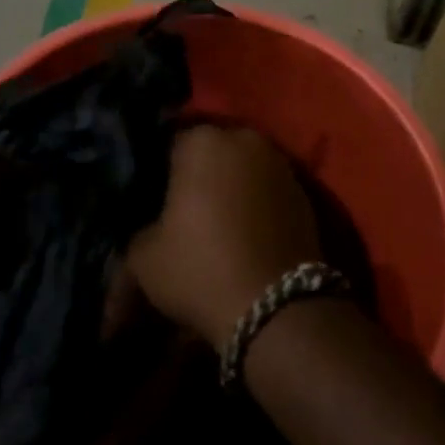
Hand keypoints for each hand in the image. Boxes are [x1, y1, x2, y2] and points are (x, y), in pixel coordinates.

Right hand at [126, 125, 322, 346]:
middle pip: (212, 153)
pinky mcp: (305, 193)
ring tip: (218, 226)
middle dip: (200, 177)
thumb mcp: (144, 258)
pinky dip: (257, 206)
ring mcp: (280, 164)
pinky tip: (246, 235)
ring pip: (243, 171)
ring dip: (231, 190)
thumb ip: (140, 233)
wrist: (275, 305)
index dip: (160, 174)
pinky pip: (268, 192)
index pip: (169, 144)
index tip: (154, 202)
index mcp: (202, 140)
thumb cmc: (201, 267)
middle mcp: (245, 139)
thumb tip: (150, 231)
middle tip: (185, 213)